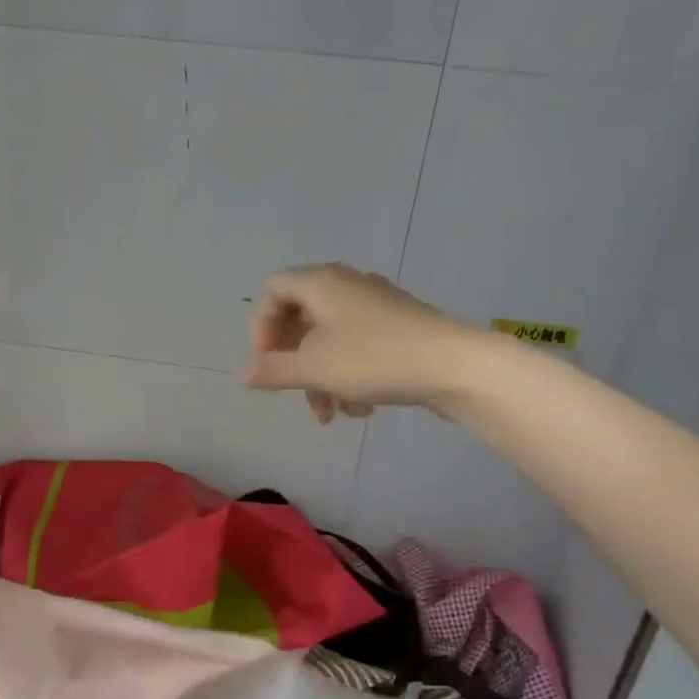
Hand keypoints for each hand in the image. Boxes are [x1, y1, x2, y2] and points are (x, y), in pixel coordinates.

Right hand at [242, 264, 478, 422]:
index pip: (273, 290)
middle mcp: (346, 285)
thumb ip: (273, 371)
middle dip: (293, 361)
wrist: (455, 366)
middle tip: (293, 392)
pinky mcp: (398, 327)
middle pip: (301, 319)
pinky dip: (349, 375)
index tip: (267, 362)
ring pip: (330, 339)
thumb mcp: (314, 368)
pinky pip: (358, 347)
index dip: (261, 326)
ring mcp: (376, 305)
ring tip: (331, 414)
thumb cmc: (374, 359)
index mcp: (321, 283)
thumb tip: (243, 373)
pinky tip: (361, 408)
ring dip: (321, 378)